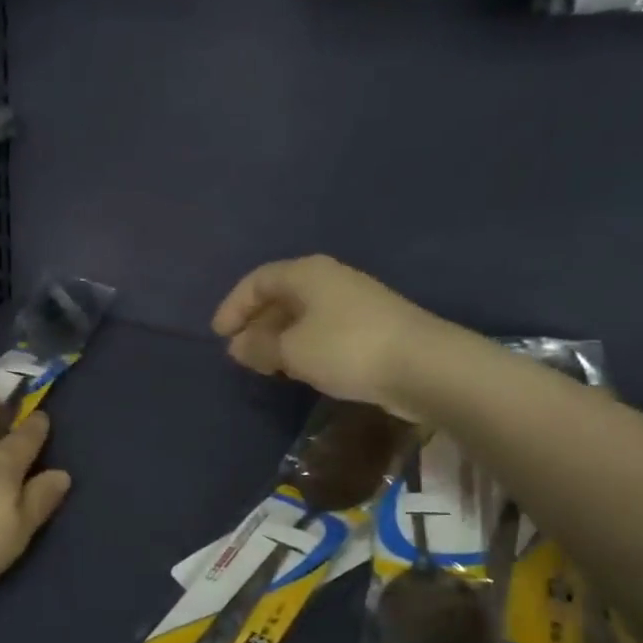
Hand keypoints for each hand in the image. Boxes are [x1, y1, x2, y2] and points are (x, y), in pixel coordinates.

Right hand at [212, 256, 463, 420]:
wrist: (424, 366)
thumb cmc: (346, 348)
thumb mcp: (291, 351)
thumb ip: (259, 347)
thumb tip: (238, 347)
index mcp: (306, 273)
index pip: (257, 281)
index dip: (233, 306)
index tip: (218, 335)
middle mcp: (329, 279)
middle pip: (280, 295)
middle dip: (255, 323)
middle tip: (239, 353)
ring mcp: (352, 302)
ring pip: (302, 315)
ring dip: (278, 337)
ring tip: (264, 365)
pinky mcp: (370, 327)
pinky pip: (322, 330)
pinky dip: (302, 346)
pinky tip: (298, 368)